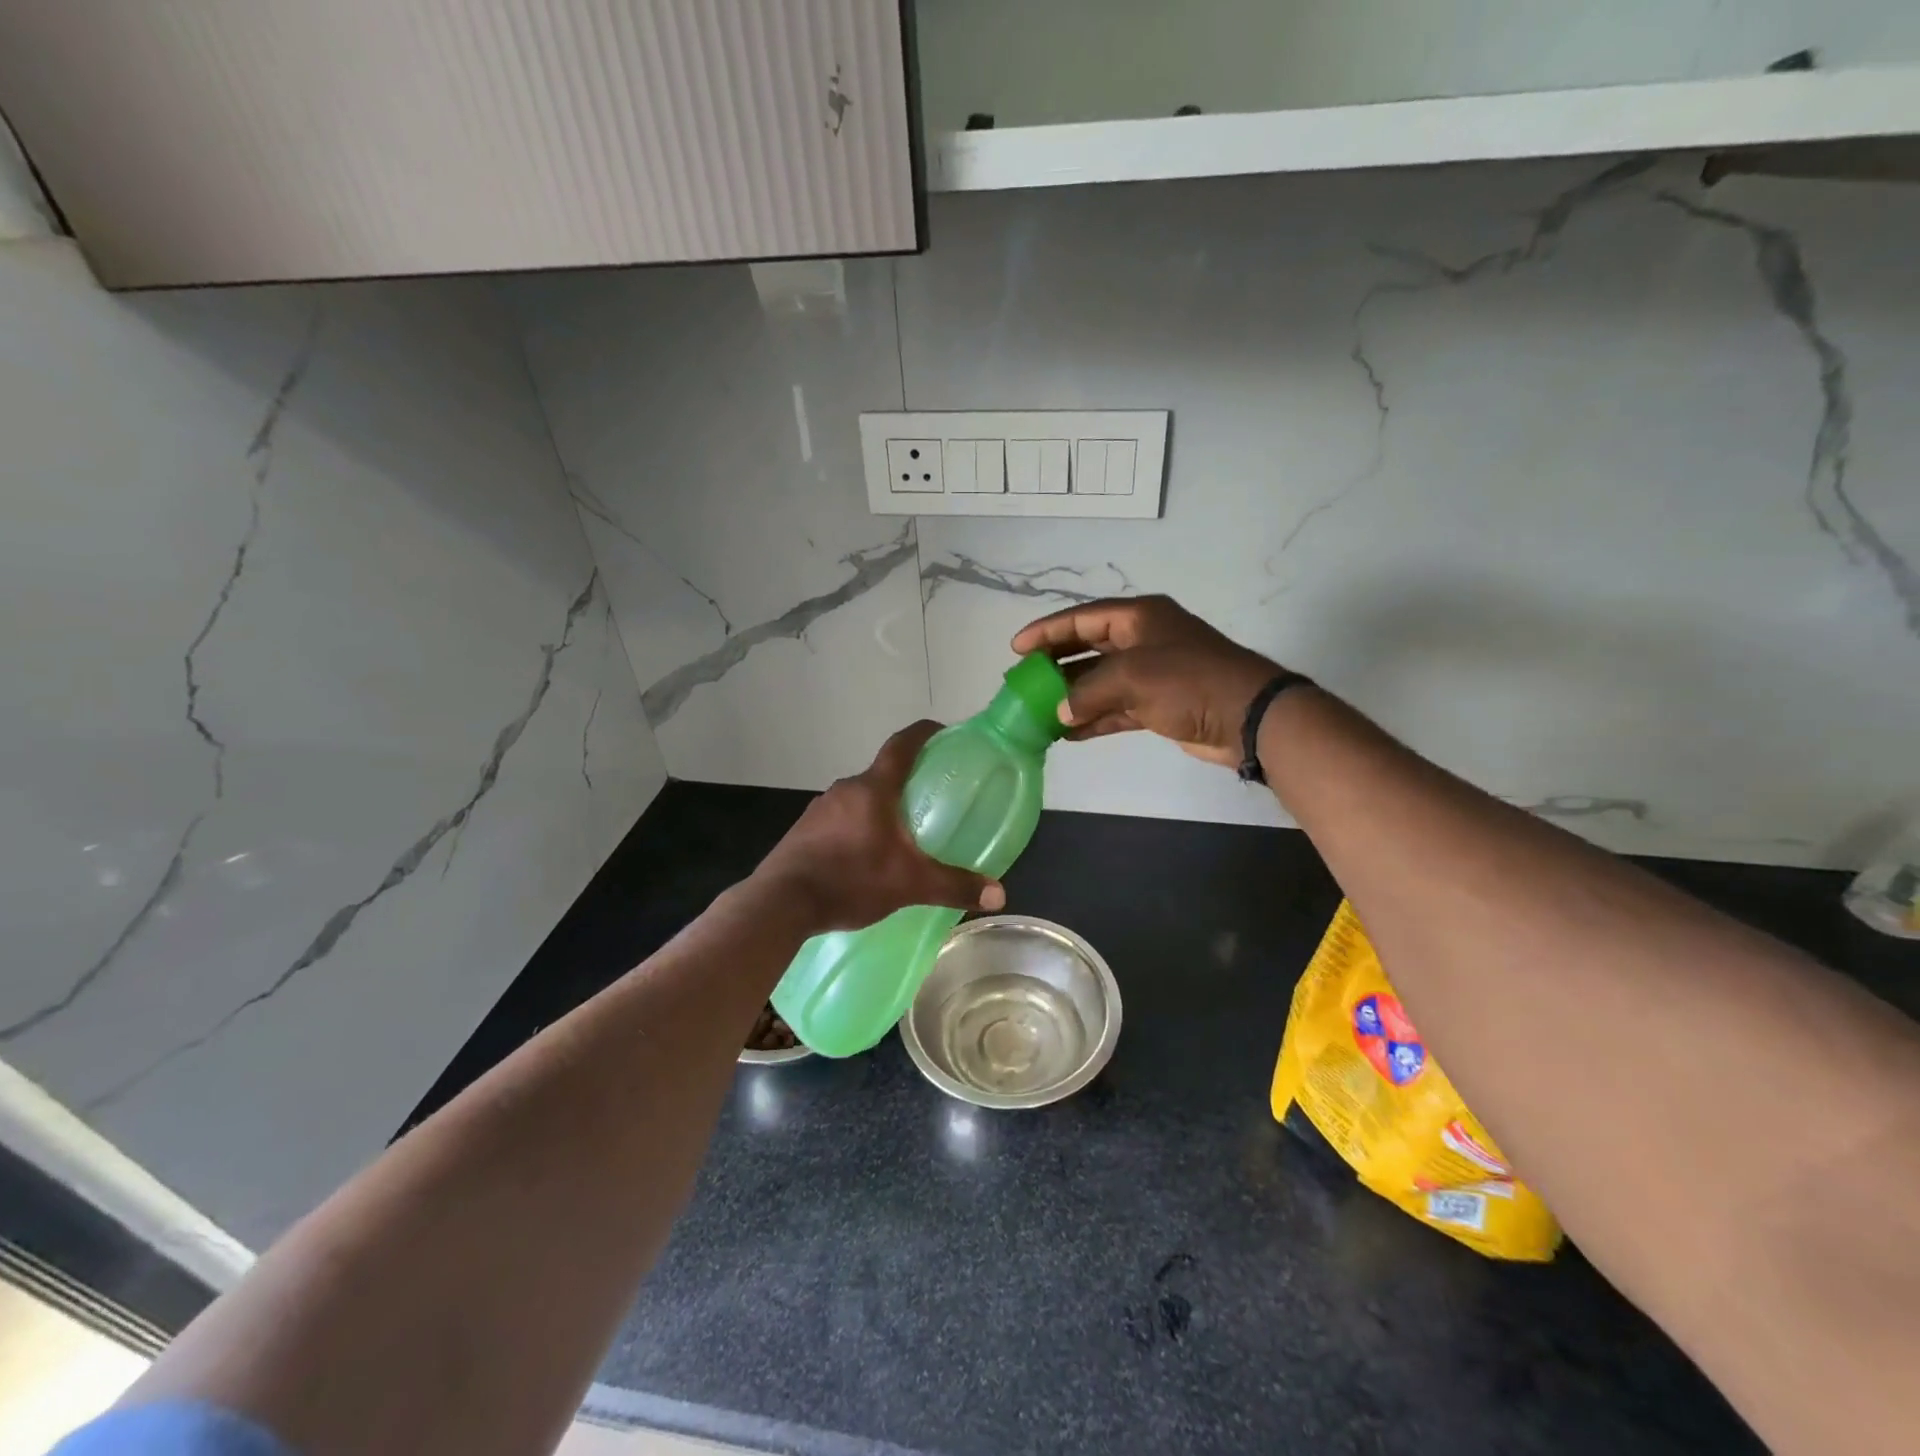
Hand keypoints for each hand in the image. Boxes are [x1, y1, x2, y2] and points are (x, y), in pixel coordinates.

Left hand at [753, 721, 1008, 931]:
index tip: (943, 731)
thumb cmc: (850, 880)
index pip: (902, 745)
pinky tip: (867, 857)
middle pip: (882, 773)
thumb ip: (954, 886)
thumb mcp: (909, 884)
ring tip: (903, 832)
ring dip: (881, 807)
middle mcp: (845, 789)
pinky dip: (859, 827)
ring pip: (860, 798)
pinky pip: (840, 819)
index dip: (924, 733)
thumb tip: (999, 894)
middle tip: (932, 798)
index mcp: (873, 788)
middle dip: (907, 781)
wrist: (780, 903)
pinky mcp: (804, 831)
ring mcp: (820, 809)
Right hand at [1012, 595, 1285, 766]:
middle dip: (1055, 664)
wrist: (1247, 716)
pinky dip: (1092, 718)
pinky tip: (1067, 733)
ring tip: (1038, 710)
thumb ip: (1088, 692)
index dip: (1047, 631)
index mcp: (1138, 618)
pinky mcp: (1158, 705)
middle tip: (1024, 679)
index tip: (1016, 647)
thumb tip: (1060, 712)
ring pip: (1099, 681)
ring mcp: (1151, 674)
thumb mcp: (1132, 677)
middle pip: (1087, 647)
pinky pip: (1115, 708)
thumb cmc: (1188, 681)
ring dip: (1071, 696)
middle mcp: (1142, 640)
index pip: (1082, 618)